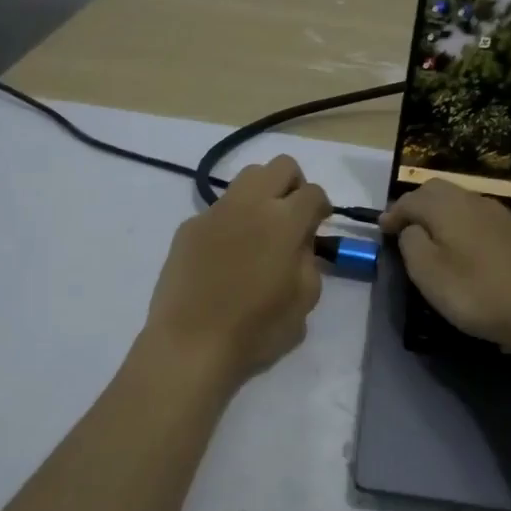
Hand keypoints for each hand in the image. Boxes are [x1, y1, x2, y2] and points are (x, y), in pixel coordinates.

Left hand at [144, 155, 330, 386]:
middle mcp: (250, 204)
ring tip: (260, 230)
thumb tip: (300, 244)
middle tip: (292, 218)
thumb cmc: (256, 329)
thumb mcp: (304, 301)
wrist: (190, 343)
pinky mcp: (188, 227)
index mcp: (284, 221)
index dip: (322, 206)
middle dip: (293, 185)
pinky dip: (231, 221)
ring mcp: (214, 212)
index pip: (313, 192)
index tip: (319, 225)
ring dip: (261, 195)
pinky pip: (218, 209)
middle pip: (280, 166)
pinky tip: (227, 255)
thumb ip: (309, 262)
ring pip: (246, 178)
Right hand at [380, 180, 510, 351]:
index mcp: (448, 209)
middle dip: (421, 203)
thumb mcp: (427, 273)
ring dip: (455, 208)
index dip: (394, 212)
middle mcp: (478, 203)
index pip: (412, 200)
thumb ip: (412, 243)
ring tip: (444, 227)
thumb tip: (412, 228)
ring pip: (476, 200)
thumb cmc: (474, 293)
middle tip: (407, 225)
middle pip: (443, 191)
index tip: (382, 229)